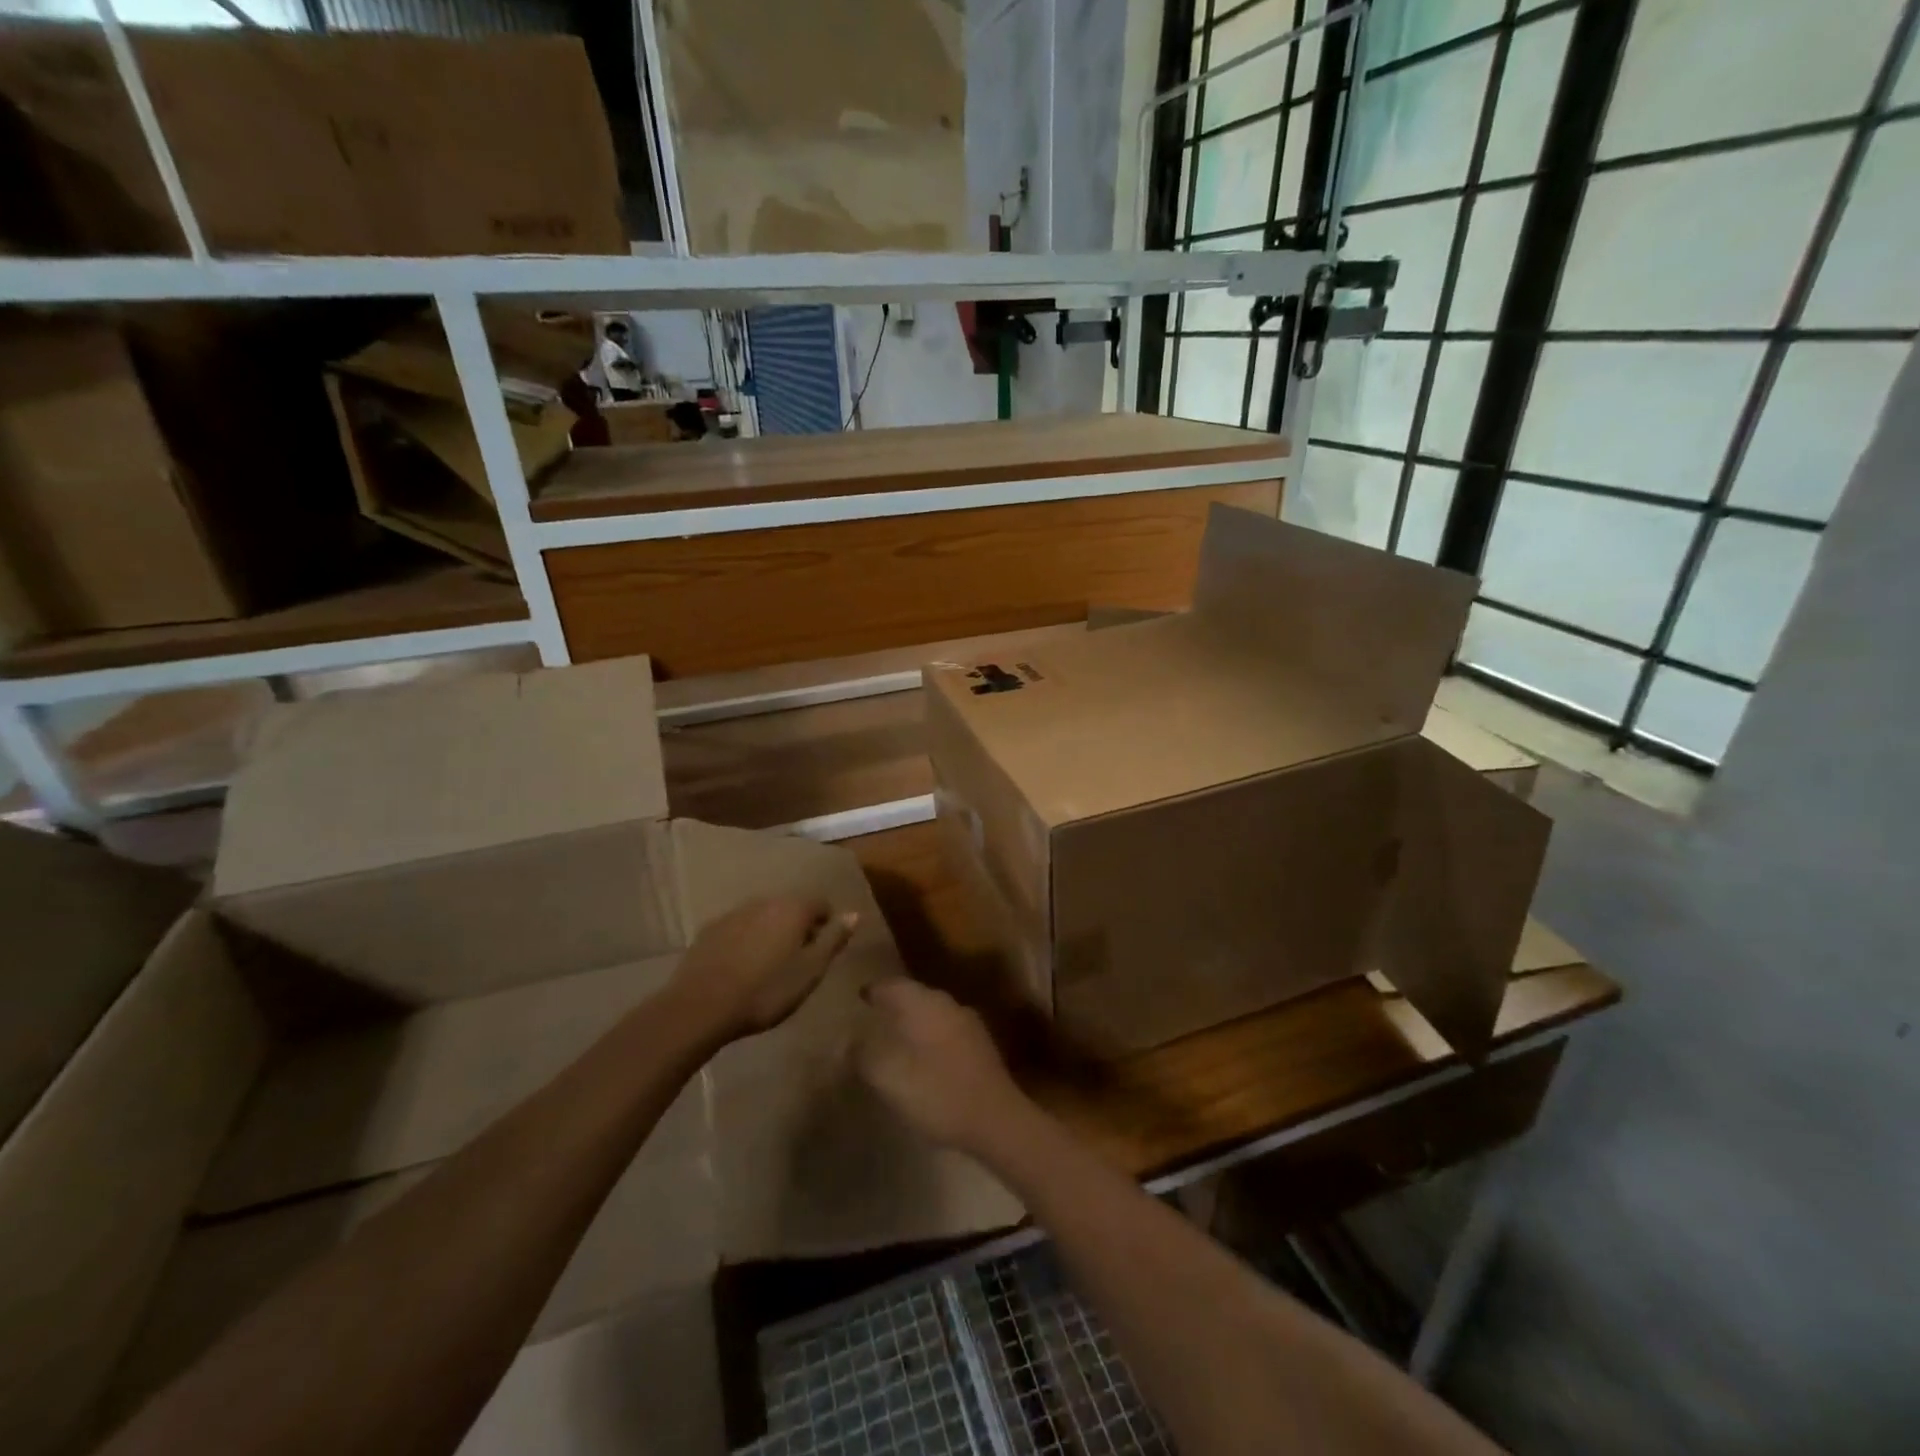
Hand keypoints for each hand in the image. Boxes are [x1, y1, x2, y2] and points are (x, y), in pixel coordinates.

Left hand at [670, 896, 856, 1042]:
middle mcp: (765, 901)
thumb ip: (833, 939)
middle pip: (792, 908)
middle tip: (799, 962)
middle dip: (799, 928)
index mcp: (793, 908)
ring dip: (772, 934)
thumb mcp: (810, 971)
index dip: (828, 926)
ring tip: (770, 967)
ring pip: (764, 917)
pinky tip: (742, 968)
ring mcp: (734, 913)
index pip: (822, 904)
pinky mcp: (710, 929)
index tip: (824, 953)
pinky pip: (740, 928)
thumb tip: (854, 913)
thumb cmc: (765, 991)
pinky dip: (747, 941)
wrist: (700, 1006)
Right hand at [856, 977, 1033, 1158]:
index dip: (874, 990)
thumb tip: (847, 1040)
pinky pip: (946, 1031)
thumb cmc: (937, 1092)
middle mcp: (948, 1004)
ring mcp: (968, 1023)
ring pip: (933, 1013)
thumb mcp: (888, 1077)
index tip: (859, 996)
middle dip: (894, 1003)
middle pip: (915, 995)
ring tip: (895, 1037)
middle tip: (873, 1016)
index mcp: (924, 1003)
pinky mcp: (981, 1046)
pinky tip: (923, 1058)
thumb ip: (863, 1055)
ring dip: (913, 1021)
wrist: (996, 1119)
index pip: (893, 985)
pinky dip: (929, 1038)